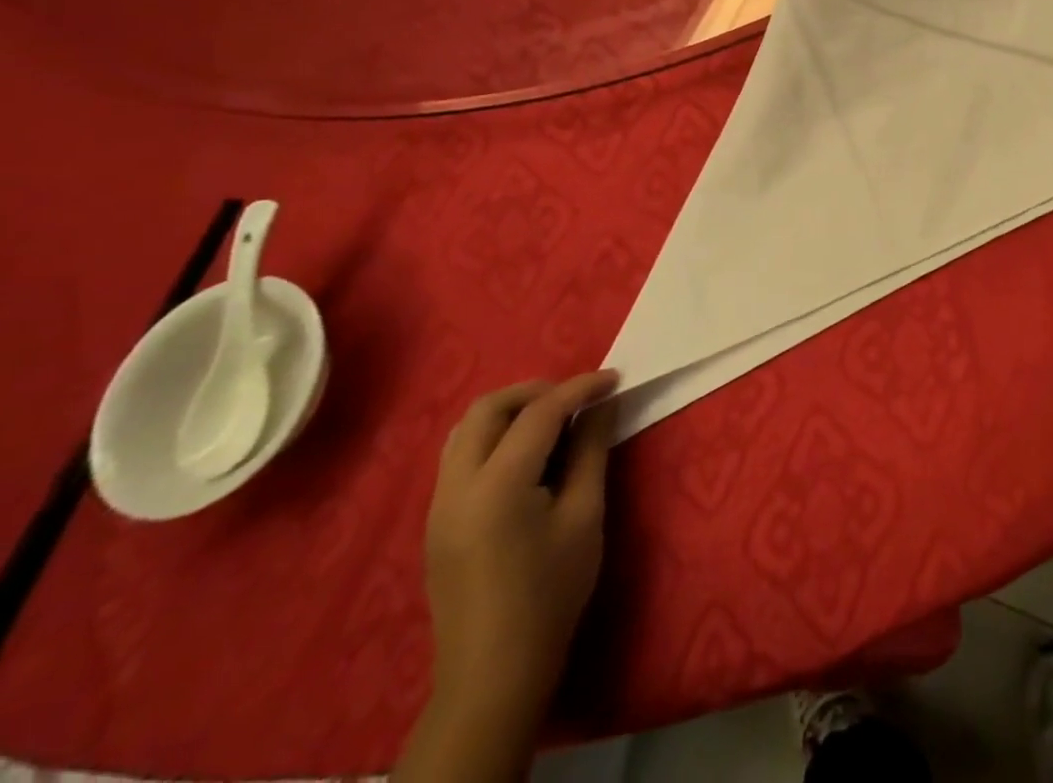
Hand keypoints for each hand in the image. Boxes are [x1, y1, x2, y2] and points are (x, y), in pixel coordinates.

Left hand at [424, 371, 619, 723]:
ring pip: (466, 429)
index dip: (580, 388)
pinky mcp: (437, 521)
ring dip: (511, 412)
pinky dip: (495, 437)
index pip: (539, 412)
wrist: (494, 674)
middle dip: (536, 391)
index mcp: (496, 486)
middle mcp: (456, 486)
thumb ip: (591, 450)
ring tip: (554, 421)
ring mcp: (439, 505)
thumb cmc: (551, 593)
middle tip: (578, 399)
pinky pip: (461, 456)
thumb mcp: (584, 515)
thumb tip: (603, 404)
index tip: (615, 378)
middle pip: (487, 409)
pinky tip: (529, 456)